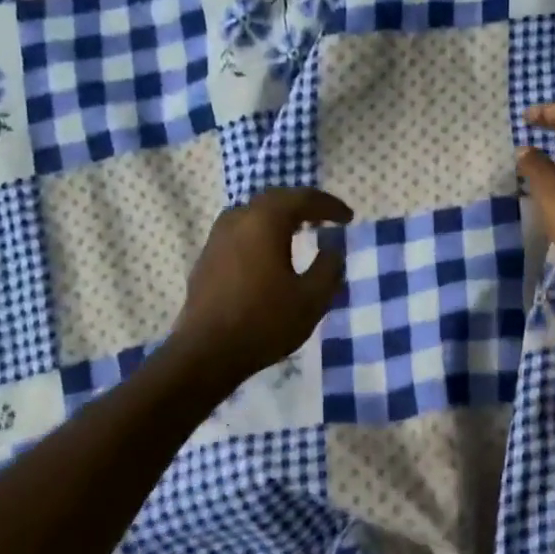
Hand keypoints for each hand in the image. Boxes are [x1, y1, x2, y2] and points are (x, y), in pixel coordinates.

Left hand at [169, 187, 353, 387]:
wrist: (206, 354)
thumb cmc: (264, 322)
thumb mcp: (312, 298)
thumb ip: (329, 267)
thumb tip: (333, 249)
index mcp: (265, 221)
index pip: (303, 199)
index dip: (329, 206)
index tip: (348, 218)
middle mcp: (238, 219)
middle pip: (276, 200)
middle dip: (303, 206)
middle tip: (325, 218)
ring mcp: (217, 237)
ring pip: (254, 214)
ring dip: (280, 217)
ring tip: (299, 231)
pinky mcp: (207, 257)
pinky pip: (240, 231)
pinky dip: (261, 232)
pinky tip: (270, 253)